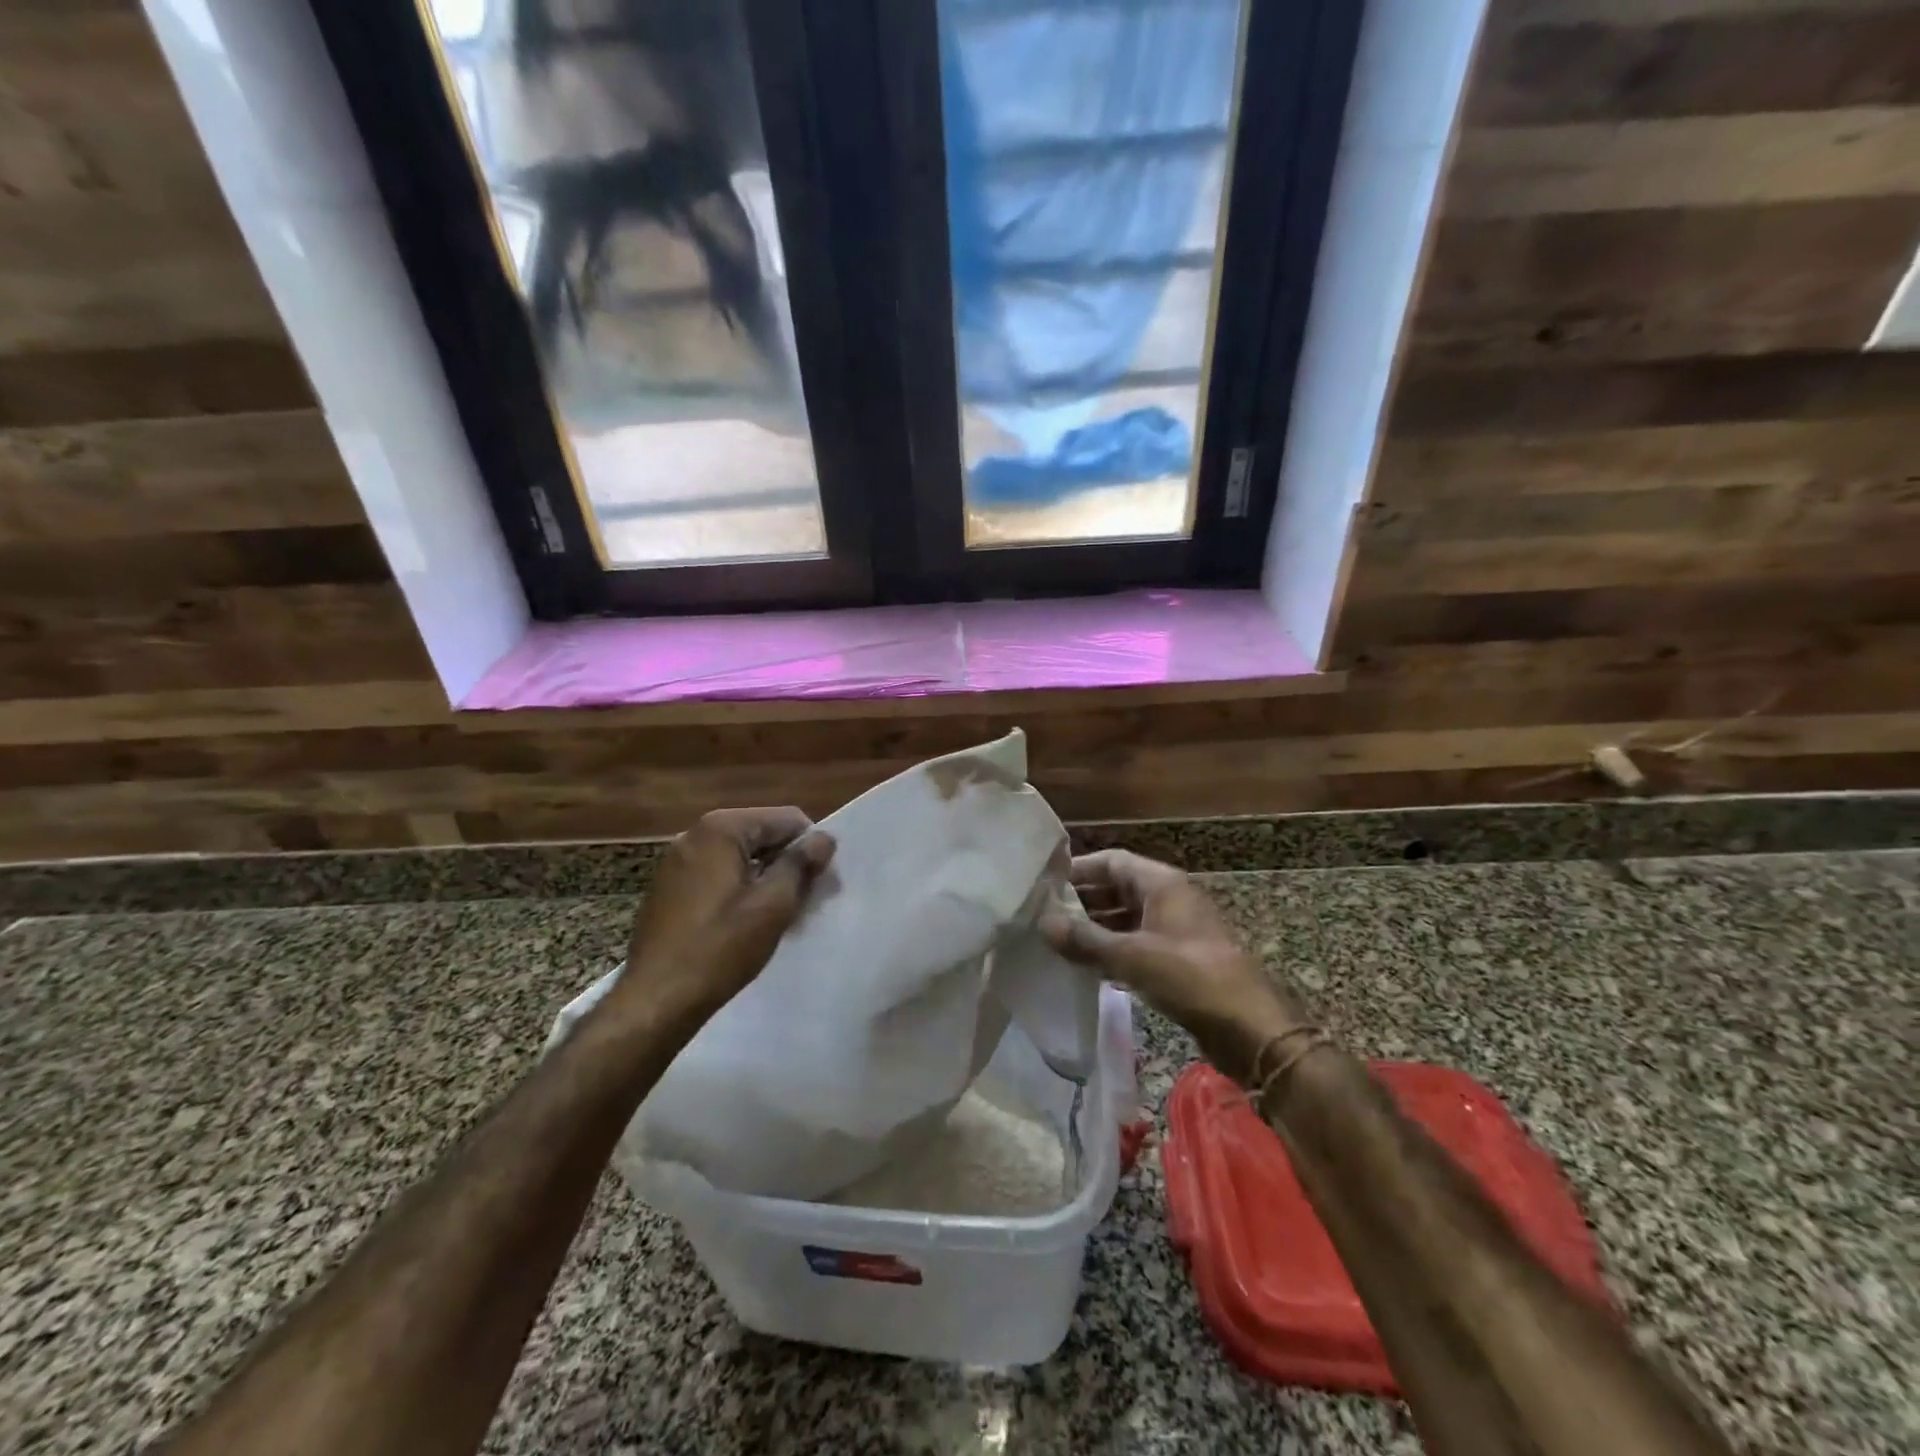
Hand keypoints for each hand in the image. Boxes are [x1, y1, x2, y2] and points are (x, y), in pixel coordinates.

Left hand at [612, 807, 835, 1027]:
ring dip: (766, 879)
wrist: (657, 999)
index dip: (811, 847)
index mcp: (721, 829)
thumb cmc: (721, 948)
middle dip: (788, 863)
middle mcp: (695, 835)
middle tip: (806, 903)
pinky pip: (718, 875)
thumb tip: (824, 838)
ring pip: (740, 857)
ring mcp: (677, 861)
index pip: (786, 819)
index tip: (822, 883)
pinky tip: (747, 923)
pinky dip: (740, 890)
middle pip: (761, 835)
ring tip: (779, 917)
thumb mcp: (773, 904)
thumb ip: (801, 864)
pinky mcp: (669, 888)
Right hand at [1041, 849, 1307, 1080]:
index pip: (1111, 861)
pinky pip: (1138, 943)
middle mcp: (1169, 898)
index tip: (1043, 884)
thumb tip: (1044, 923)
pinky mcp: (1179, 959)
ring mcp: (1176, 929)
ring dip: (1096, 927)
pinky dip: (1113, 949)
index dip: (1078, 870)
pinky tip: (1088, 966)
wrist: (1250, 1026)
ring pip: (1127, 917)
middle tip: (1043, 915)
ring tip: (1057, 941)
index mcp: (1162, 883)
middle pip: (1117, 887)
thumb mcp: (1132, 956)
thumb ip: (1085, 940)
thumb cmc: (1190, 977)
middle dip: (1082, 900)